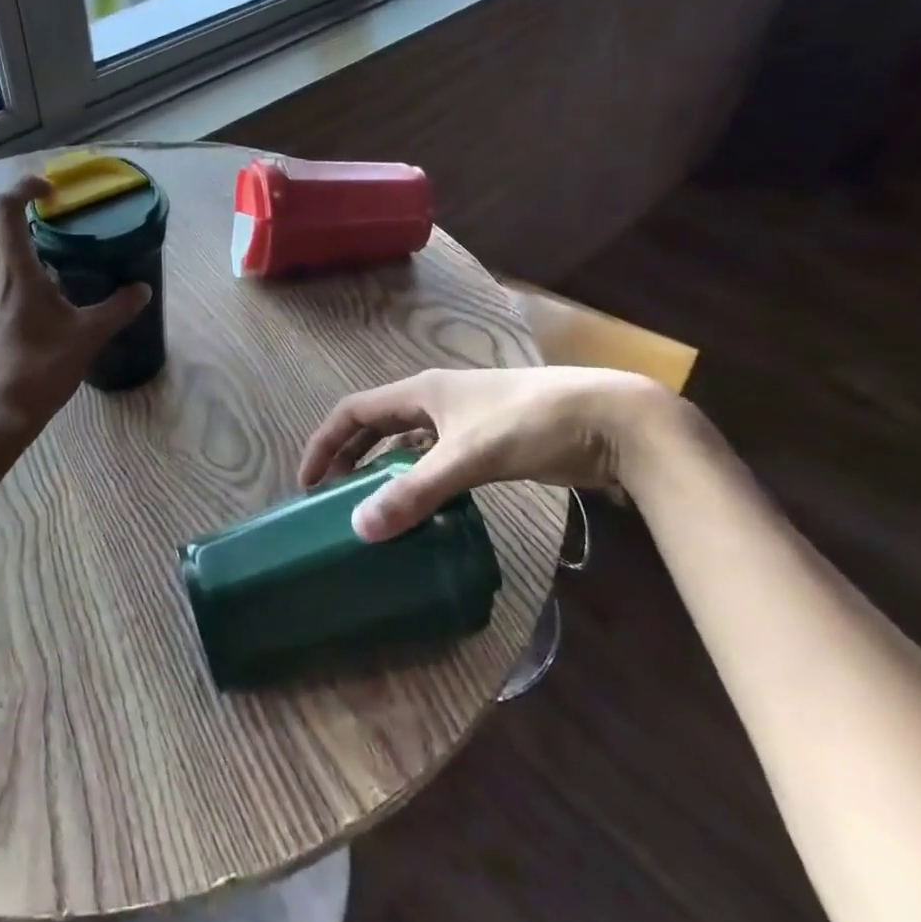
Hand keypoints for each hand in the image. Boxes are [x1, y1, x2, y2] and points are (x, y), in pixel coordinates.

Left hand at [0, 173, 151, 441]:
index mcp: (16, 272)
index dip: (25, 188)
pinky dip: (10, 277)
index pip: (6, 209)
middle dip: (13, 218)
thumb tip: (142, 289)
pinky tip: (40, 303)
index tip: (51, 192)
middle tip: (46, 229)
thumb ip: (116, 309)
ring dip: (11, 248)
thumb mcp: (87, 337)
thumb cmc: (40, 369)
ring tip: (50, 267)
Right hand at [298, 367, 679, 541]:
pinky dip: (418, 478)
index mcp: (421, 392)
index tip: (308, 482)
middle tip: (331, 497)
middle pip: (375, 425)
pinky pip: (435, 458)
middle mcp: (434, 401)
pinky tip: (422, 505)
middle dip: (348, 457)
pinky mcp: (488, 441)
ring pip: (406, 443)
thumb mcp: (468, 457)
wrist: (612, 419)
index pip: (353, 411)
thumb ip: (416, 492)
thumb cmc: (531, 424)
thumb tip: (360, 529)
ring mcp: (463, 421)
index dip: (325, 442)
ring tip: (370, 505)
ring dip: (382, 469)